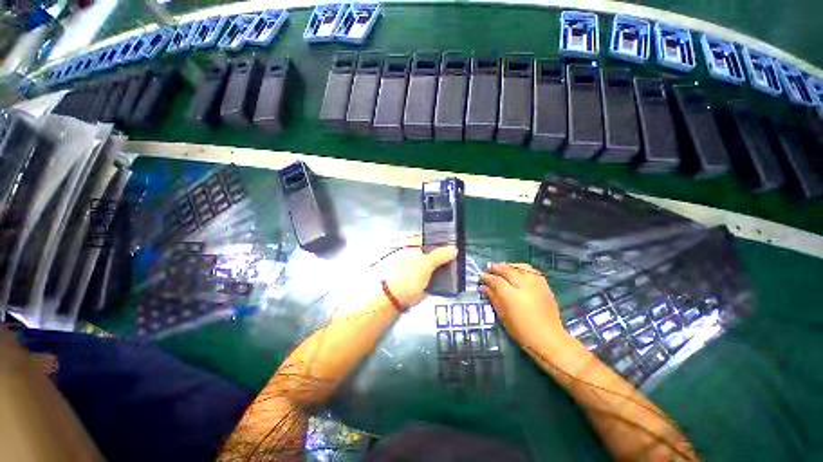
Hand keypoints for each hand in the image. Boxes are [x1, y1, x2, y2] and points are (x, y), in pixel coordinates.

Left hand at [379, 244, 457, 307]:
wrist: (389, 301)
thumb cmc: (406, 278)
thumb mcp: (425, 264)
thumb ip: (440, 255)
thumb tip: (453, 248)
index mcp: (409, 246)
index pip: (427, 239)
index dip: (440, 242)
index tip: (452, 247)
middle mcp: (407, 255)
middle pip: (428, 253)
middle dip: (440, 257)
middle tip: (454, 260)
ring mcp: (408, 270)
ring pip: (427, 266)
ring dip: (438, 269)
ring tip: (452, 272)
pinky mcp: (410, 283)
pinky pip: (425, 278)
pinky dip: (433, 279)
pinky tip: (442, 282)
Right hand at [479, 263, 566, 346]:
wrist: (549, 338)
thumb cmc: (522, 331)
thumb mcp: (503, 316)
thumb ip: (493, 298)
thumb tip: (483, 287)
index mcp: (511, 295)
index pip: (496, 280)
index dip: (487, 277)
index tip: (481, 276)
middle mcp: (524, 285)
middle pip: (507, 270)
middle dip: (496, 267)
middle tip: (488, 267)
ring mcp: (536, 284)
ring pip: (520, 267)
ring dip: (509, 265)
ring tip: (502, 267)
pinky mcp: (545, 285)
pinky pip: (531, 270)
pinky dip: (521, 268)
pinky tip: (517, 271)